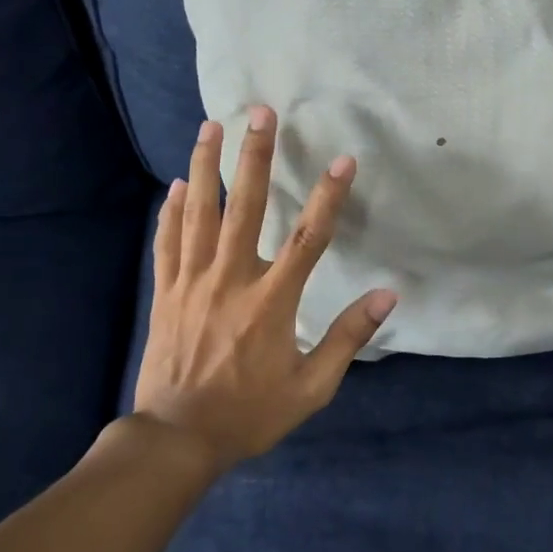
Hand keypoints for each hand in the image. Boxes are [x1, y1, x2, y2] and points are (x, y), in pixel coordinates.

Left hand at [131, 106, 397, 471]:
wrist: (177, 438)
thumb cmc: (249, 412)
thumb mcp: (311, 387)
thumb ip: (348, 338)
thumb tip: (387, 296)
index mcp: (271, 301)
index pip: (308, 237)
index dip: (329, 196)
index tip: (344, 160)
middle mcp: (231, 279)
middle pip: (245, 205)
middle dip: (255, 155)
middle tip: (259, 113)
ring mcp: (192, 282)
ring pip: (198, 212)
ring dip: (206, 166)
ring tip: (210, 126)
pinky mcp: (165, 292)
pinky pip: (168, 241)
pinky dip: (171, 210)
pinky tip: (175, 184)